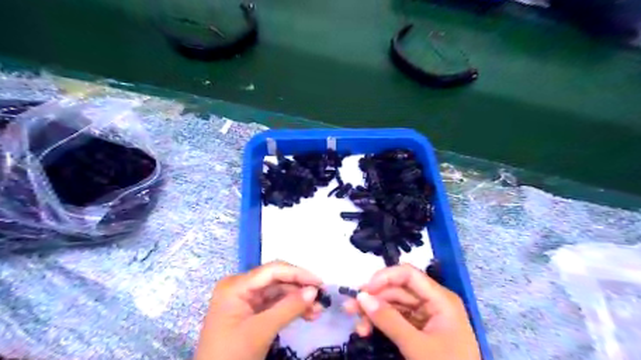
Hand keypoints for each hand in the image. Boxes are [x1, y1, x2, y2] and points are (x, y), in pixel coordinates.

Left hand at [194, 262, 325, 359]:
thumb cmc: (231, 356)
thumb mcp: (261, 331)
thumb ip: (289, 308)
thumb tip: (314, 290)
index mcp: (236, 285)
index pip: (272, 270)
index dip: (298, 273)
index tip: (320, 283)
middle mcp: (240, 286)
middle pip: (277, 280)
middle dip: (299, 289)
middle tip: (321, 298)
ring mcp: (245, 299)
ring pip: (278, 292)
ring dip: (298, 300)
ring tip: (317, 311)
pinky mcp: (250, 312)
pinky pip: (274, 304)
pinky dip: (290, 309)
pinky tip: (307, 315)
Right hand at [343, 263, 476, 359]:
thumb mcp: (417, 347)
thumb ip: (389, 320)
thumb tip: (361, 297)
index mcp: (440, 299)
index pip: (408, 275)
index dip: (384, 277)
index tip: (364, 291)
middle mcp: (433, 302)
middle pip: (398, 290)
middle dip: (374, 299)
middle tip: (351, 309)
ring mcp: (426, 316)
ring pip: (394, 305)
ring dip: (374, 312)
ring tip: (357, 326)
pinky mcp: (420, 330)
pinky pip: (397, 319)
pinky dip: (381, 323)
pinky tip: (367, 330)